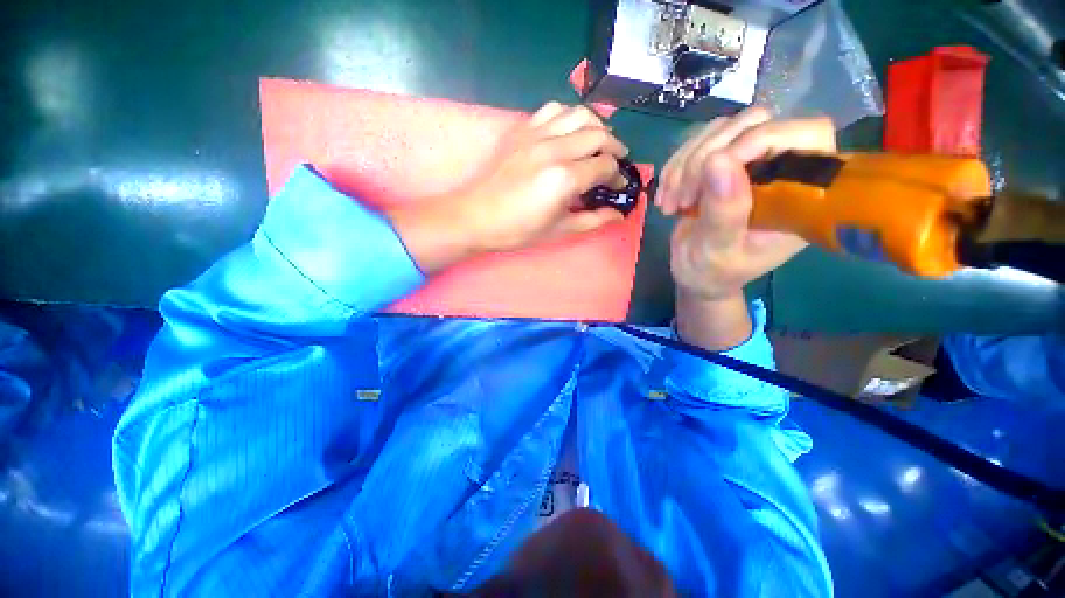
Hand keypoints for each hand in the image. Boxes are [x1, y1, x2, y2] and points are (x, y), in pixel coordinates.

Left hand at [458, 102, 630, 251]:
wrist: (477, 216)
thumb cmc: (518, 230)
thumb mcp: (559, 230)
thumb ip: (593, 220)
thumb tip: (619, 214)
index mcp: (564, 179)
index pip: (604, 166)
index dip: (617, 176)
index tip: (619, 185)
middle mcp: (554, 149)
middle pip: (598, 135)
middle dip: (615, 148)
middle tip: (617, 162)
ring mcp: (537, 135)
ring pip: (579, 114)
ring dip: (597, 126)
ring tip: (600, 142)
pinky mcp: (522, 130)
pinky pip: (553, 110)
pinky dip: (569, 115)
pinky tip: (571, 130)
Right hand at [659, 107, 836, 302]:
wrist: (694, 273)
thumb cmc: (714, 272)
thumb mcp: (719, 252)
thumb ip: (725, 212)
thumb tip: (718, 162)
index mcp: (800, 194)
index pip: (808, 136)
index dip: (761, 139)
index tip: (712, 171)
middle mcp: (780, 169)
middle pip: (756, 123)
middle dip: (707, 157)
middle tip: (682, 198)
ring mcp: (749, 161)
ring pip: (722, 129)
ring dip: (685, 163)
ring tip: (671, 201)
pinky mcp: (721, 162)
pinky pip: (698, 142)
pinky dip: (675, 166)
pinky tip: (666, 194)